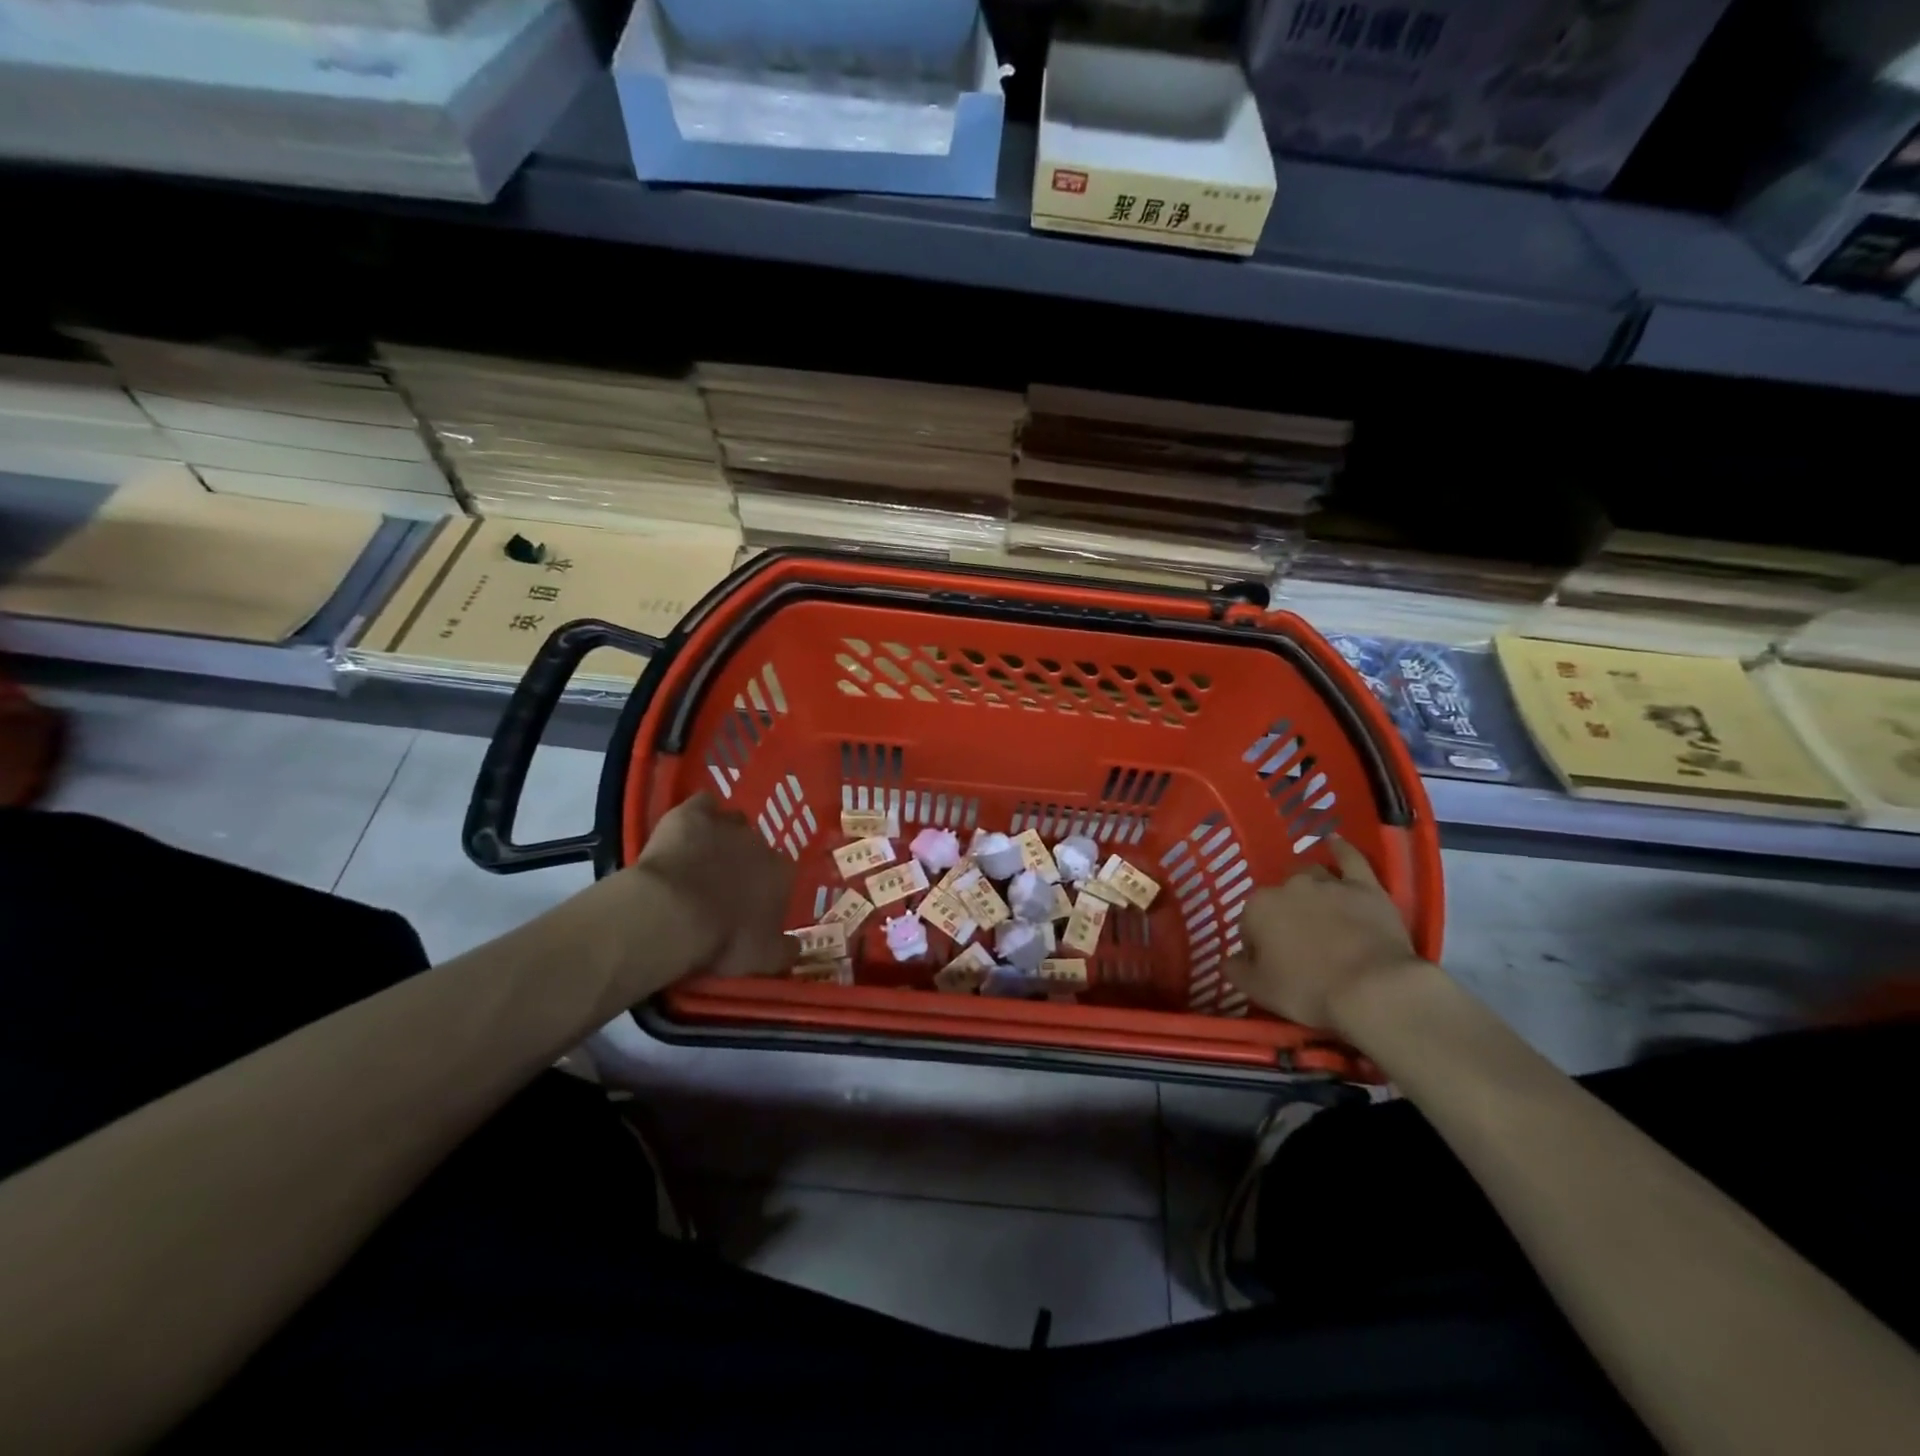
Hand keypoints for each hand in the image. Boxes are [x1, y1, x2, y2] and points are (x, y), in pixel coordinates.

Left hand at [630, 794, 797, 978]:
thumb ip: (785, 951)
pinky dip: (698, 814)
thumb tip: (798, 948)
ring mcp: (727, 824)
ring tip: (701, 857)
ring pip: (732, 821)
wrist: (672, 915)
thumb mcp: (763, 959)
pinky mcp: (692, 814)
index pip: (781, 875)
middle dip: (743, 862)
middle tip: (720, 885)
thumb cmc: (723, 940)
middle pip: (756, 847)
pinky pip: (702, 804)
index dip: (765, 888)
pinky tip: (686, 828)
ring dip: (722, 835)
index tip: (749, 904)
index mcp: (781, 875)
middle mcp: (761, 843)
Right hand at [1225, 836, 1423, 1031]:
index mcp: (1257, 907)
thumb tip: (1229, 960)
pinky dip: (1341, 849)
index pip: (1249, 923)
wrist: (1374, 990)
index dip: (1259, 945)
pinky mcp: (1364, 886)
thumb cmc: (1309, 991)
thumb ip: (1236, 970)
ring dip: (1309, 889)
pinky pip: (1350, 859)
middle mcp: (1288, 886)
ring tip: (1318, 911)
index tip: (1272, 966)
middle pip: (1279, 897)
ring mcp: (1327, 883)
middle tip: (1297, 945)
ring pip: (1311, 876)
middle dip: (1284, 915)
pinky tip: (1335, 842)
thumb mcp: (1259, 990)